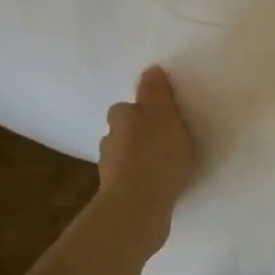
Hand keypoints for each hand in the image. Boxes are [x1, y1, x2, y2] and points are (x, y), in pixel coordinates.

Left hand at [94, 66, 200, 243]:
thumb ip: (158, 93)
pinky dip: (140, 180)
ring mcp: (109, 170)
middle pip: (122, 132)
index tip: (159, 117)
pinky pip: (129, 180)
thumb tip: (150, 69)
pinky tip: (157, 186)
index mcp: (121, 118)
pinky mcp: (116, 195)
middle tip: (163, 140)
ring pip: (123, 156)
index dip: (141, 110)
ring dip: (137, 158)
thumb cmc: (157, 153)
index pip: (125, 108)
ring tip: (162, 165)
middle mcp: (109, 140)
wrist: (138, 205)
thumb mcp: (165, 116)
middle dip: (137, 134)